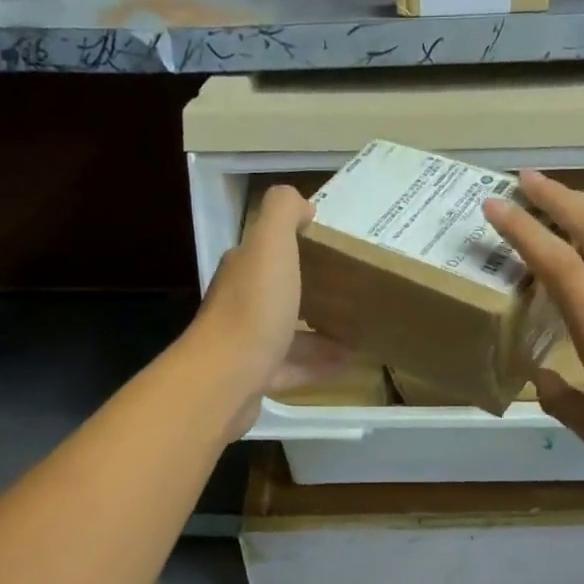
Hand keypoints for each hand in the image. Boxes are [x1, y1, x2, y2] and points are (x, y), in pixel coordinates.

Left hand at [191, 184, 349, 438]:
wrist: (225, 379)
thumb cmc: (254, 308)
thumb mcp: (271, 245)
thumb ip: (283, 213)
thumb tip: (302, 204)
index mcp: (243, 269)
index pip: (269, 249)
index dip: (298, 245)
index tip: (335, 249)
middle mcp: (240, 302)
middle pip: (280, 291)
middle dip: (313, 290)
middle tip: (352, 291)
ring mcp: (246, 343)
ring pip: (289, 332)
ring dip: (321, 331)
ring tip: (358, 329)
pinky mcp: (256, 378)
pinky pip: (293, 367)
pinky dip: (320, 364)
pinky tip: (349, 363)